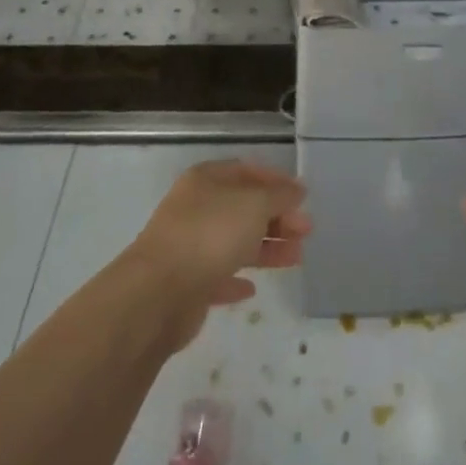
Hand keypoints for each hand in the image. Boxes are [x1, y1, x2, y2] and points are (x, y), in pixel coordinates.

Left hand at [124, 160, 311, 349]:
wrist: (159, 293)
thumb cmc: (210, 235)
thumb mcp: (254, 204)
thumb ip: (279, 196)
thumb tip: (297, 189)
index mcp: (206, 180)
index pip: (246, 171)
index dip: (276, 180)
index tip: (303, 197)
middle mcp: (195, 208)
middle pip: (243, 207)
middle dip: (277, 217)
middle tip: (306, 231)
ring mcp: (189, 245)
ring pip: (234, 241)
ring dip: (266, 248)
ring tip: (296, 258)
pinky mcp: (187, 283)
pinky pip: (218, 276)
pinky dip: (236, 279)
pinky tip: (253, 288)